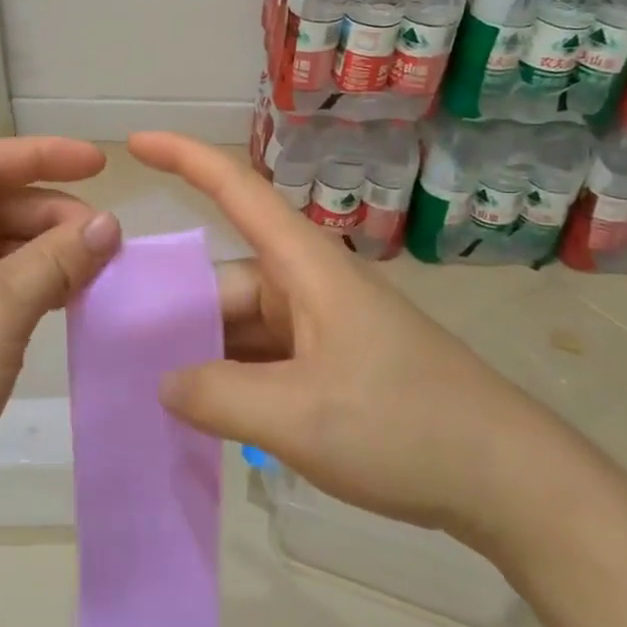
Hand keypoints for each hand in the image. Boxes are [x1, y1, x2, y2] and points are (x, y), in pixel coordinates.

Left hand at [0, 138, 121, 526]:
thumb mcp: (0, 307)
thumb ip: (59, 257)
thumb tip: (111, 225)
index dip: (48, 157)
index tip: (103, 164)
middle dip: (49, 216)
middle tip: (107, 239)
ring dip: (40, 250)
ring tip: (93, 267)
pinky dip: (22, 281)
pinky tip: (61, 293)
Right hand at [130, 132, 559, 542]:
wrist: (509, 481)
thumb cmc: (405, 427)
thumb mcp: (299, 416)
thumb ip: (218, 396)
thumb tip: (164, 382)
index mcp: (304, 267)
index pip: (237, 191)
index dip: (184, 158)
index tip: (134, 145)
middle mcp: (308, 286)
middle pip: (223, 281)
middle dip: (174, 311)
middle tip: (117, 352)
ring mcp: (320, 327)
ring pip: (240, 326)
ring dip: (202, 354)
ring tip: (148, 392)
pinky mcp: (331, 366)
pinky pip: (263, 359)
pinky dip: (231, 380)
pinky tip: (202, 415)